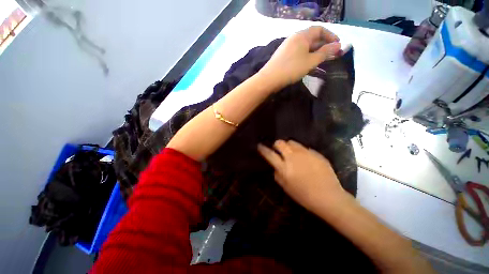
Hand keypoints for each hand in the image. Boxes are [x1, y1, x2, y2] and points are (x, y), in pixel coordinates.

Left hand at [257, 26, 340, 88]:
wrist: (269, 79)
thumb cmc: (291, 69)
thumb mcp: (311, 61)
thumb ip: (325, 53)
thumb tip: (339, 45)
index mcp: (302, 35)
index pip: (320, 29)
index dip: (331, 36)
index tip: (338, 45)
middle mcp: (294, 38)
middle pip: (312, 38)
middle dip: (324, 45)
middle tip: (331, 55)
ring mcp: (287, 47)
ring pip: (305, 47)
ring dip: (315, 52)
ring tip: (322, 61)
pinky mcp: (283, 56)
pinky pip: (298, 53)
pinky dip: (306, 57)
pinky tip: (308, 64)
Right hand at [258, 140, 347, 211]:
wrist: (329, 197)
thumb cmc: (304, 196)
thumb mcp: (286, 188)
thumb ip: (278, 174)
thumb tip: (276, 166)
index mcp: (284, 167)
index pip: (269, 154)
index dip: (263, 149)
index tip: (260, 146)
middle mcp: (293, 157)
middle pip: (280, 143)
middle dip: (276, 145)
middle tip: (278, 150)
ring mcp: (305, 153)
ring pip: (292, 142)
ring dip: (288, 146)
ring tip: (292, 153)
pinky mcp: (315, 153)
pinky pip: (304, 147)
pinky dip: (300, 151)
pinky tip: (305, 159)